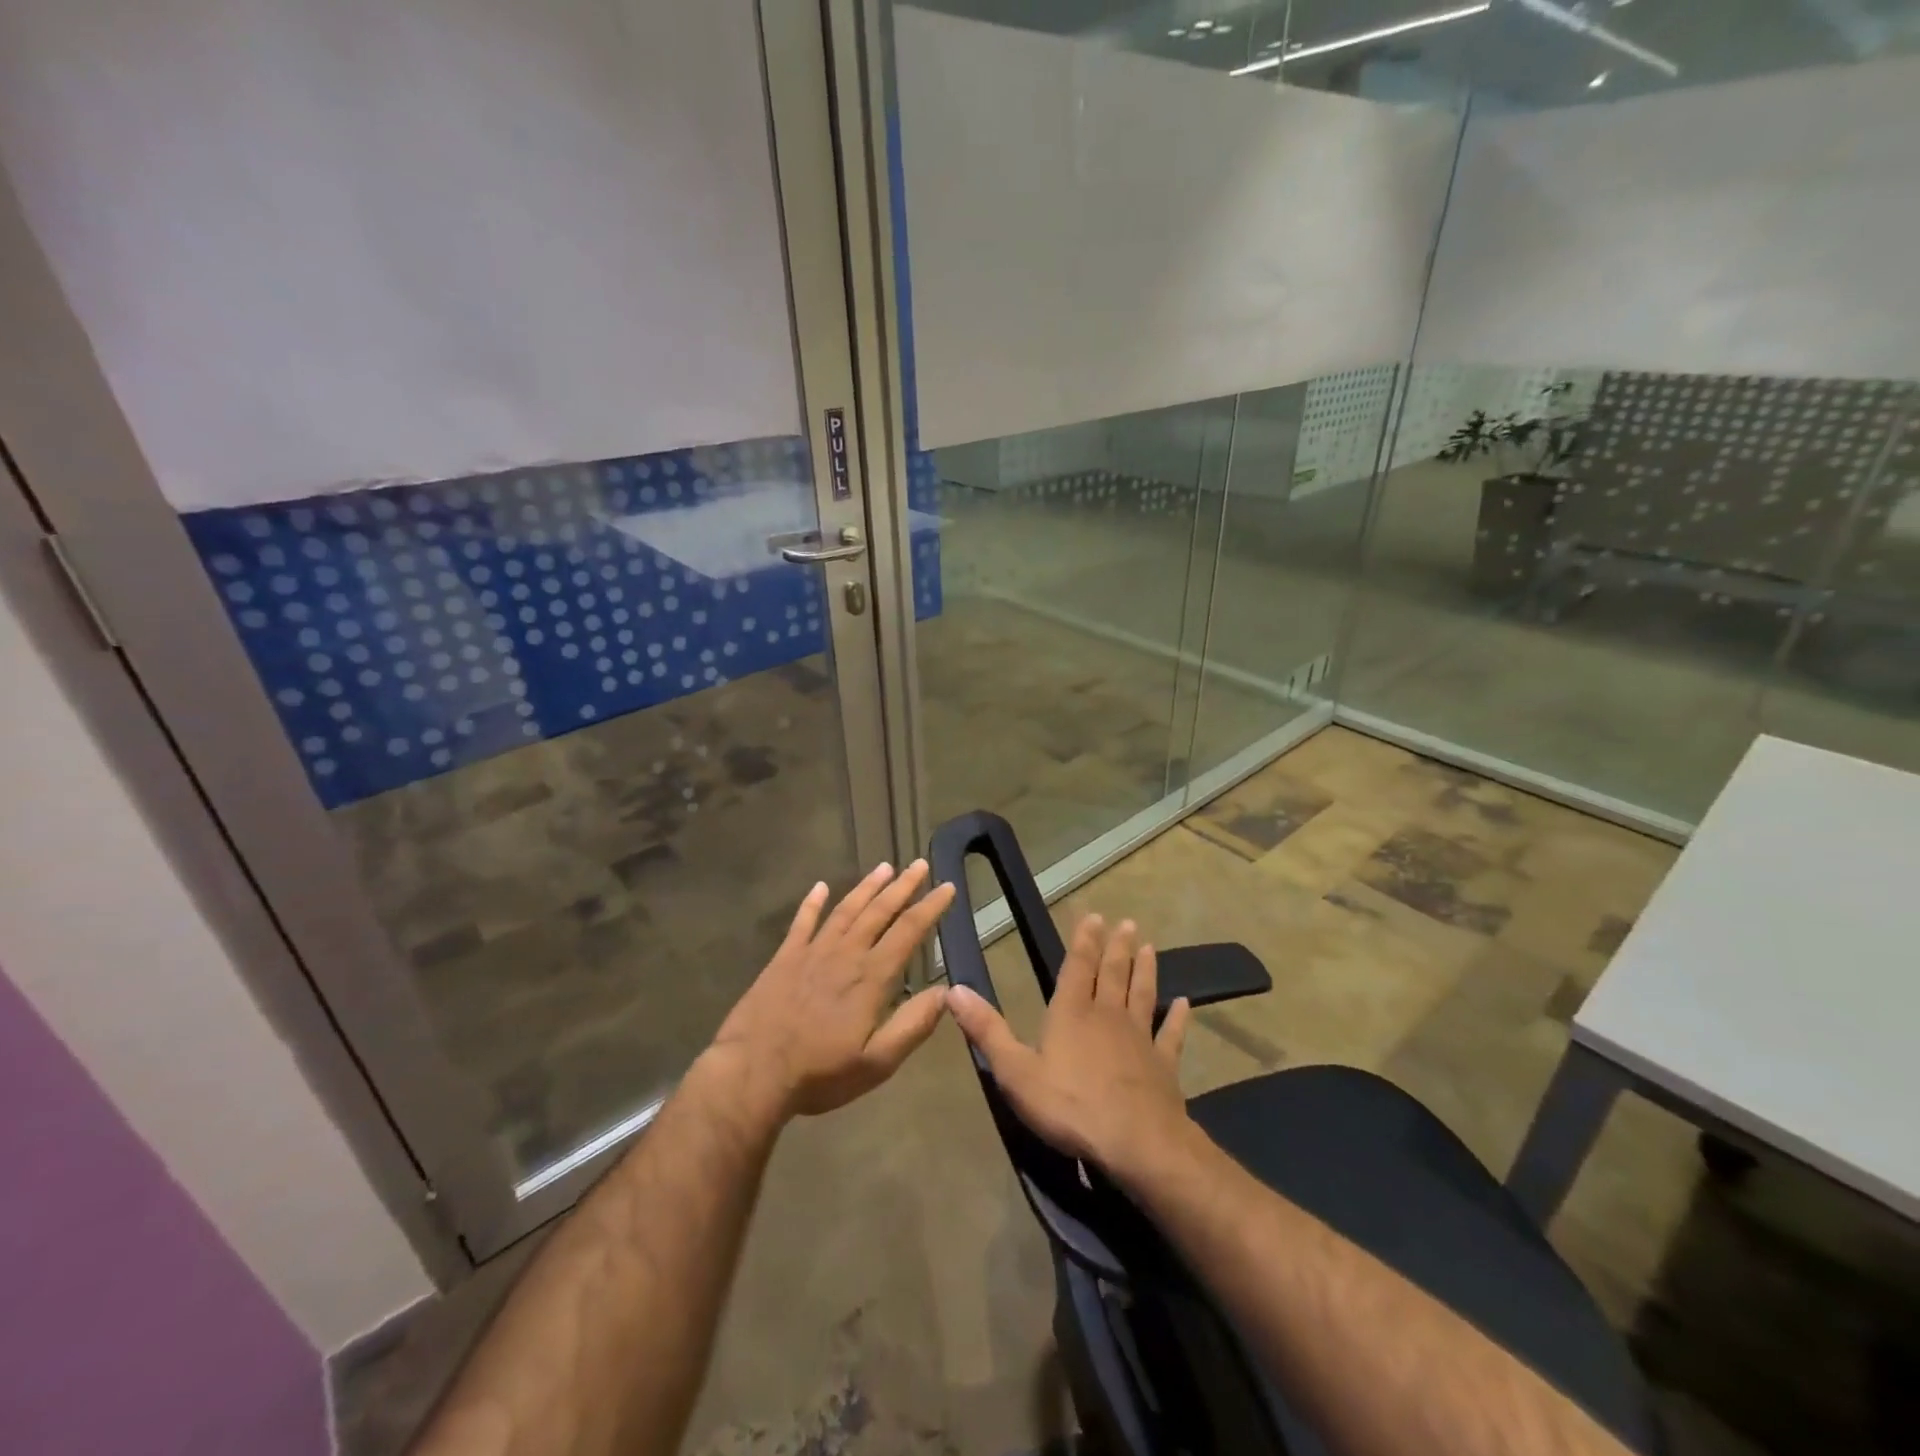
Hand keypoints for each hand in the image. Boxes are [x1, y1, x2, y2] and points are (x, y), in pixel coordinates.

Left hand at [709, 860, 954, 1119]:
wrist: (752, 1073)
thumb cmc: (819, 1073)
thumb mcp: (877, 1062)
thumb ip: (913, 1025)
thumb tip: (946, 993)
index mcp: (871, 977)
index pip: (908, 931)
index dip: (930, 907)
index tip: (948, 886)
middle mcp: (845, 954)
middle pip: (879, 911)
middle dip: (903, 887)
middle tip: (919, 864)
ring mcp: (812, 952)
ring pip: (846, 910)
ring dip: (867, 887)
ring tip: (884, 867)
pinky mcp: (784, 959)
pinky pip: (802, 923)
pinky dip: (812, 903)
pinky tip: (820, 887)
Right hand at [947, 914, 1192, 1186]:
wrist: (1136, 1143)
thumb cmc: (1070, 1106)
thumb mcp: (1016, 1071)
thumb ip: (987, 1030)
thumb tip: (953, 990)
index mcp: (1072, 1012)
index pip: (1077, 967)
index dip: (1084, 941)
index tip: (1094, 916)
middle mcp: (1107, 1015)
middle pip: (1113, 973)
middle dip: (1116, 947)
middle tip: (1126, 923)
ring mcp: (1139, 1038)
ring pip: (1142, 994)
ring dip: (1145, 969)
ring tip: (1149, 947)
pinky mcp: (1163, 1064)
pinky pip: (1171, 1034)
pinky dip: (1177, 1018)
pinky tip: (1184, 1003)